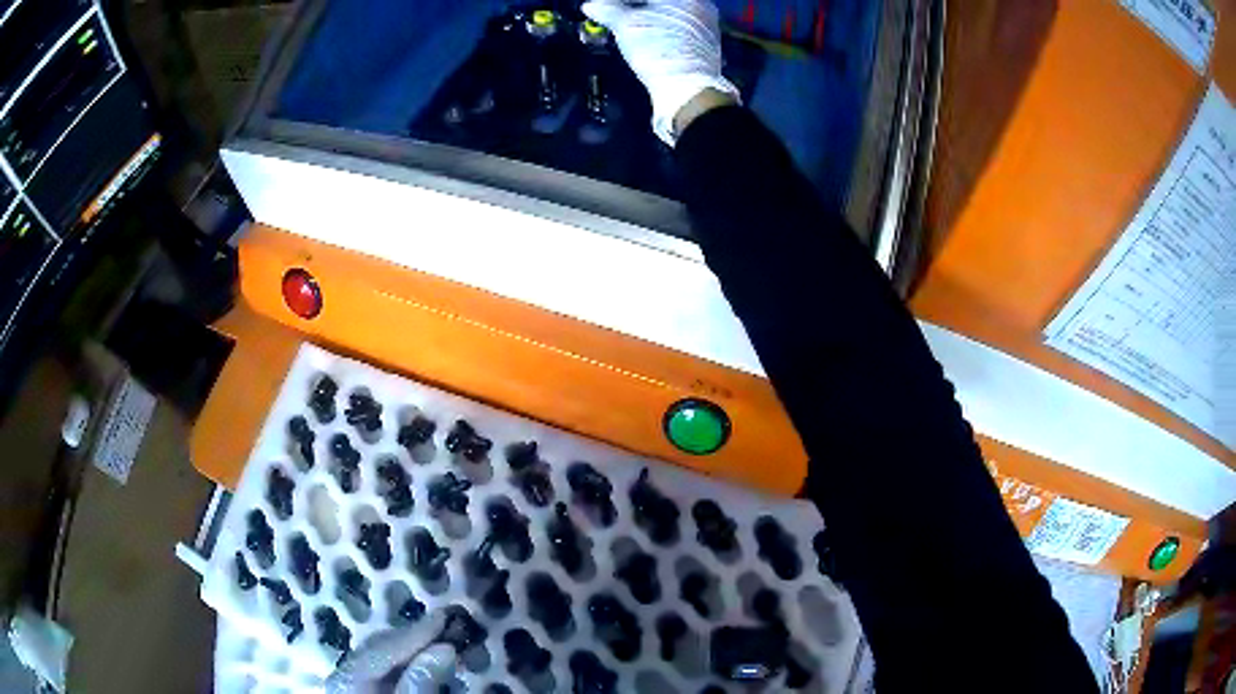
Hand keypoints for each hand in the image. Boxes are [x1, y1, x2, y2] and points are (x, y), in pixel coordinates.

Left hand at [324, 612, 456, 692]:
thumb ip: (420, 682)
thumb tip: (445, 647)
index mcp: (349, 677)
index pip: (385, 646)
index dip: (416, 631)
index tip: (446, 615)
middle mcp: (345, 673)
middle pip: (381, 646)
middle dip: (414, 636)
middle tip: (448, 625)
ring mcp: (351, 682)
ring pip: (382, 656)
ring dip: (412, 647)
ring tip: (441, 640)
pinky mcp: (361, 689)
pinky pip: (383, 669)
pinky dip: (405, 662)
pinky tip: (423, 660)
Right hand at [582, 0, 739, 144]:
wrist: (688, 89)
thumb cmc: (658, 50)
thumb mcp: (625, 25)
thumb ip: (607, 10)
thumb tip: (590, 5)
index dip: (620, 1)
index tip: (606, 6)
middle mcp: (701, 5)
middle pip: (660, 2)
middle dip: (635, 6)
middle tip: (614, 13)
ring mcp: (707, 25)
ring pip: (669, 12)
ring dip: (647, 15)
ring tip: (627, 24)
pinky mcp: (706, 44)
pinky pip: (678, 26)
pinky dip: (660, 27)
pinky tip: (646, 37)